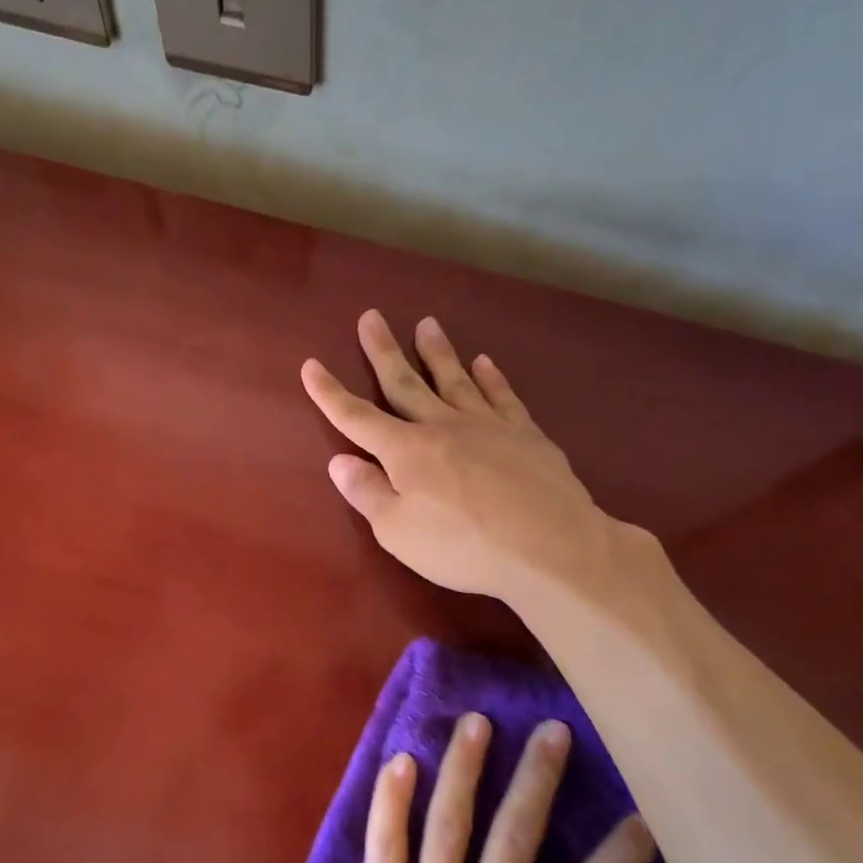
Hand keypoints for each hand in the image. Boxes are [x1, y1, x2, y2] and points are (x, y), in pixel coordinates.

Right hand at [301, 310, 655, 604]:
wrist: (551, 546)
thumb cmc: (463, 547)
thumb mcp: (398, 532)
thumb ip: (368, 493)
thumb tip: (339, 462)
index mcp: (406, 452)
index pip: (357, 418)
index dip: (330, 394)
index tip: (311, 366)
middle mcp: (443, 427)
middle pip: (405, 383)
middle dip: (384, 351)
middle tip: (371, 316)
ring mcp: (488, 426)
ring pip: (455, 379)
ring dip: (437, 352)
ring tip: (426, 324)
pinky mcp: (526, 434)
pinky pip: (502, 396)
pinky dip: (491, 377)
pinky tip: (485, 362)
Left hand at [321, 712, 657, 862]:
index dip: (623, 853)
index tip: (641, 812)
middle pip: (519, 833)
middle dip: (540, 777)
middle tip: (552, 730)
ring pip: (451, 821)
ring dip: (466, 766)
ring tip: (476, 722)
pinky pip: (384, 846)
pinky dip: (391, 800)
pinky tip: (400, 760)